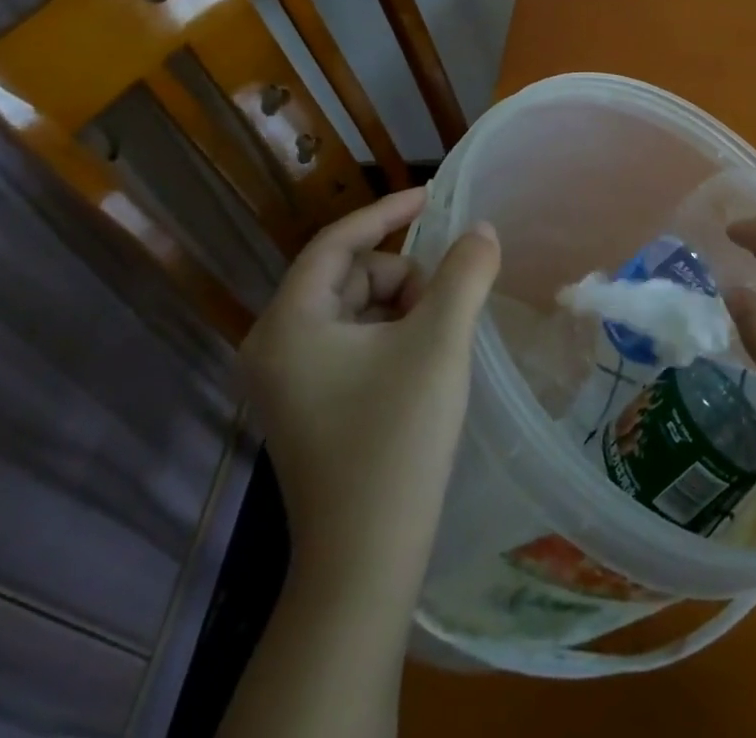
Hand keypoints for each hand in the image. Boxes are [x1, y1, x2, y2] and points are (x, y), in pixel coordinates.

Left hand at [239, 187, 499, 595]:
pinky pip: (352, 340)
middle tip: (443, 312)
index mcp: (289, 324)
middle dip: (403, 279)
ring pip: (356, 307)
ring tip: (434, 345)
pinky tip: (419, 365)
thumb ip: (465, 271)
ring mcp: (287, 379)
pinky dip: (391, 335)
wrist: (366, 559)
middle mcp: (274, 346)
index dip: (387, 211)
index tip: (433, 196)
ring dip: (402, 308)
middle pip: (350, 274)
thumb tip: (482, 230)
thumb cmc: (397, 439)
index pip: (337, 242)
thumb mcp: (440, 341)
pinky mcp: (307, 404)